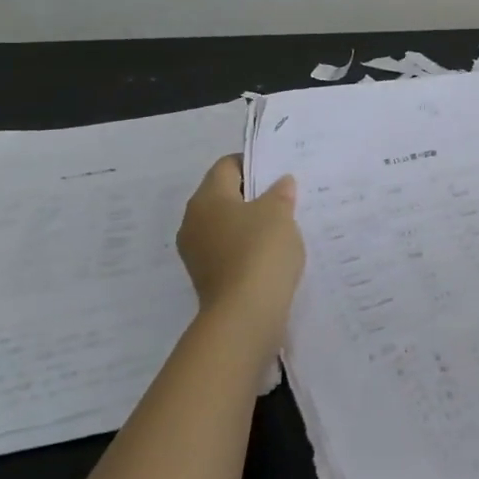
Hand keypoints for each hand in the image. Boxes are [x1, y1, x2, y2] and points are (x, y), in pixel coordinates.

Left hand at [175, 156, 304, 362]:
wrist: (245, 315)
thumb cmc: (260, 250)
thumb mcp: (279, 213)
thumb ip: (280, 193)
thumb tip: (281, 183)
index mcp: (206, 199)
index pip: (227, 166)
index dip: (253, 163)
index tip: (279, 172)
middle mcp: (193, 222)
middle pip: (224, 196)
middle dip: (253, 195)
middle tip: (285, 197)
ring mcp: (197, 253)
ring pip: (227, 225)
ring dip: (251, 223)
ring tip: (284, 226)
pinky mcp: (208, 277)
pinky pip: (229, 250)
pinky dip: (248, 248)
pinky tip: (273, 253)